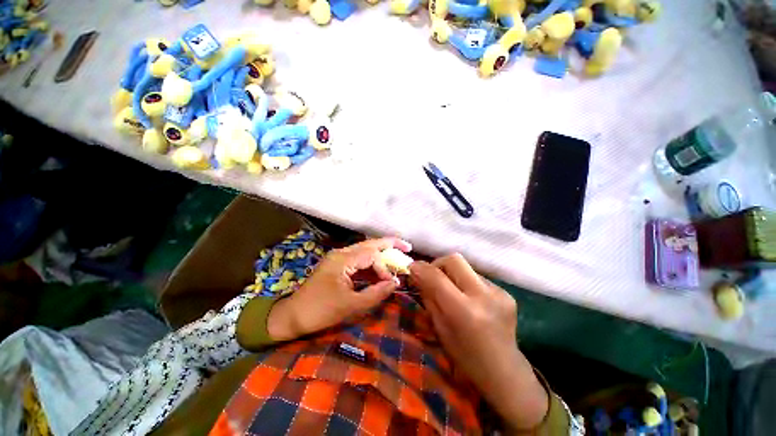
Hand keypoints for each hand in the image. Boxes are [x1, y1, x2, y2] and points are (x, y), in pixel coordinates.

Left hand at [267, 237, 411, 340]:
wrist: (292, 316)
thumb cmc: (320, 311)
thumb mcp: (350, 305)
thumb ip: (375, 294)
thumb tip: (395, 284)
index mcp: (343, 259)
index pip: (371, 255)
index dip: (384, 266)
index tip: (391, 282)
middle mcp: (341, 253)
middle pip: (369, 244)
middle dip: (389, 244)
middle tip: (407, 247)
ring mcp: (338, 258)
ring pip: (364, 250)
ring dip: (380, 253)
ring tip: (396, 256)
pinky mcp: (337, 265)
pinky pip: (358, 259)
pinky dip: (371, 263)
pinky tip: (379, 269)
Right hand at [410, 254, 548, 431]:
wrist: (505, 372)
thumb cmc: (466, 357)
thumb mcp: (440, 328)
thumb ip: (428, 297)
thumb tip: (416, 273)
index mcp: (464, 311)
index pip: (437, 277)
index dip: (421, 268)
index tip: (411, 267)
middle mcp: (484, 296)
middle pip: (454, 260)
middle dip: (438, 264)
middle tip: (432, 276)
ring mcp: (499, 293)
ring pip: (466, 267)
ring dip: (453, 274)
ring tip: (452, 290)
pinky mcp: (506, 292)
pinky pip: (477, 277)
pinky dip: (466, 282)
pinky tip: (469, 298)